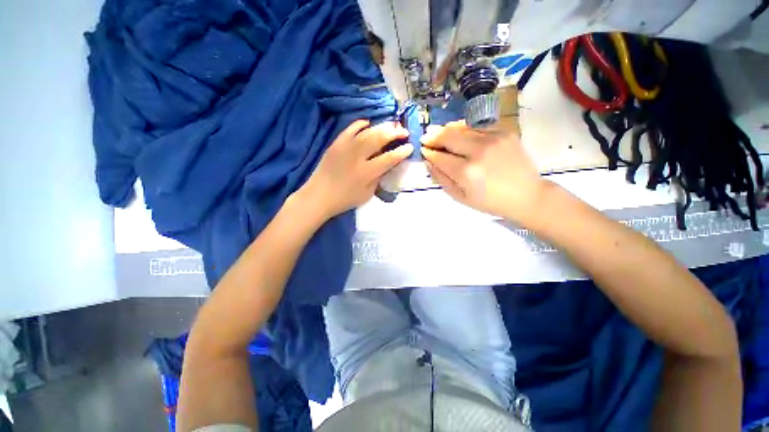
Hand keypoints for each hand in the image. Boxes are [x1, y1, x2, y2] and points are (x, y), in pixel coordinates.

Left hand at [299, 120, 411, 220]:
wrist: (319, 196)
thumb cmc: (345, 199)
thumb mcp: (367, 194)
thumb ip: (379, 178)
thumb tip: (387, 164)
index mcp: (367, 173)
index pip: (389, 158)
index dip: (401, 152)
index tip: (410, 147)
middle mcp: (357, 156)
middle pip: (379, 139)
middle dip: (395, 133)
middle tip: (403, 132)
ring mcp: (345, 147)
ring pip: (367, 131)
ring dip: (382, 127)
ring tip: (391, 126)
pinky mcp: (336, 143)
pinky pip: (350, 128)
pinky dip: (360, 124)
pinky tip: (368, 123)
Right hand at [421, 120, 546, 223]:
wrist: (527, 195)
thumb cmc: (490, 202)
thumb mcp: (460, 197)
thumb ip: (441, 179)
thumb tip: (428, 162)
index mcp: (466, 172)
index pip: (440, 157)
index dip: (429, 152)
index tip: (422, 150)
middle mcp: (478, 151)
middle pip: (448, 137)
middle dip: (434, 136)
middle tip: (425, 137)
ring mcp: (493, 139)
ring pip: (462, 128)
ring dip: (446, 129)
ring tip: (436, 131)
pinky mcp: (504, 132)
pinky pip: (477, 127)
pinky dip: (464, 127)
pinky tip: (457, 130)